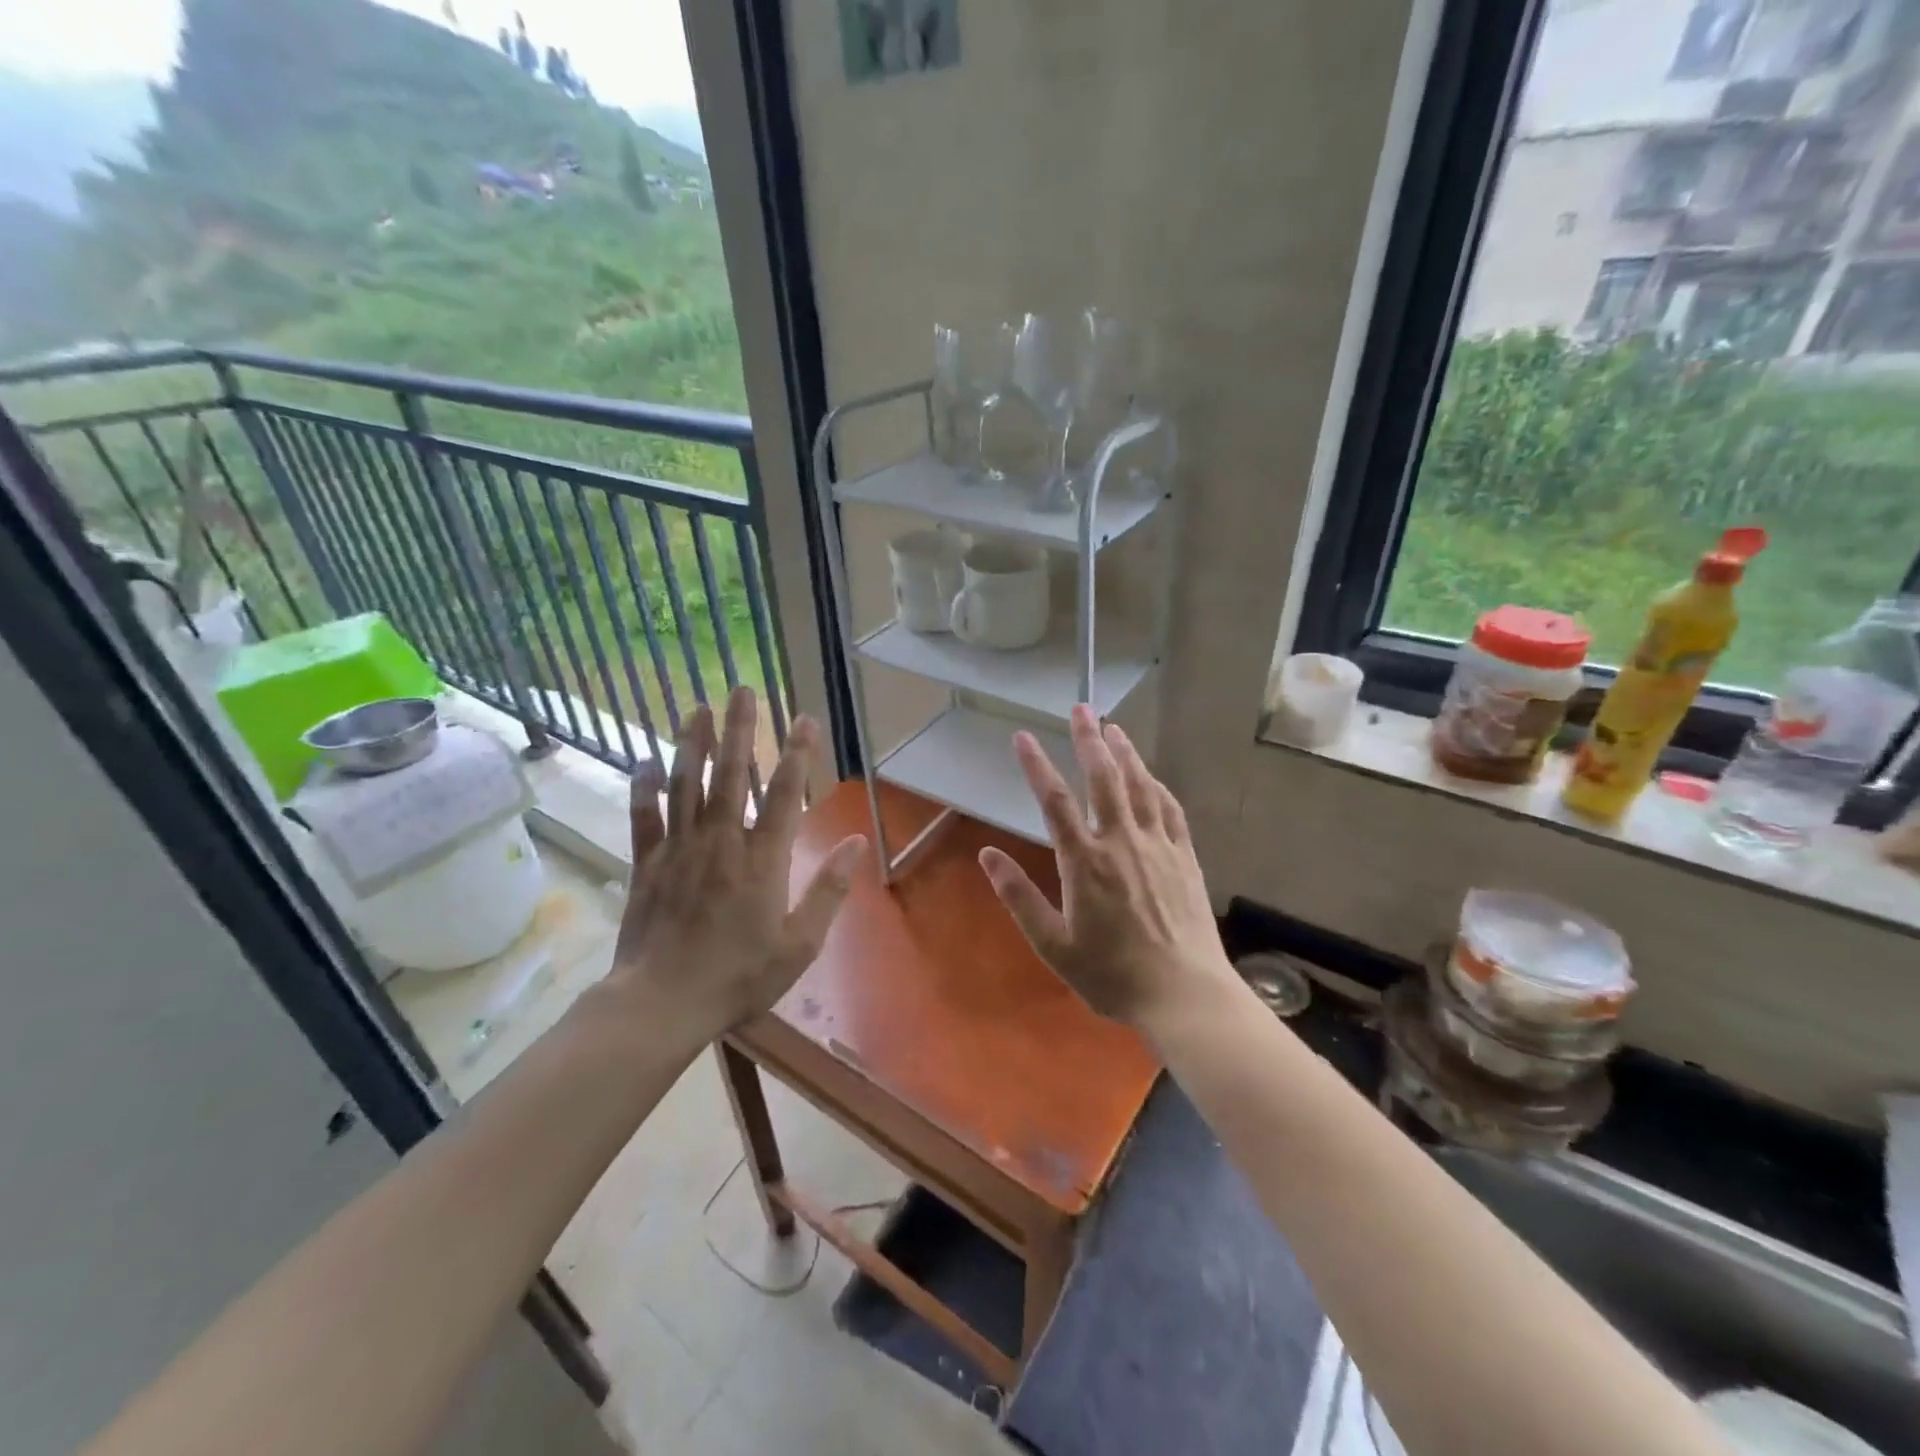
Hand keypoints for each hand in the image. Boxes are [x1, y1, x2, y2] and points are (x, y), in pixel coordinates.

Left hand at [607, 687, 865, 1042]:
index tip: (804, 718)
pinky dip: (643, 789)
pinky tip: (643, 761)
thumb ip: (829, 890)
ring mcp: (679, 850)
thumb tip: (857, 843)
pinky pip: (644, 818)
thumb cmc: (739, 976)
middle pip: (733, 775)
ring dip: (694, 744)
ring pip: (687, 785)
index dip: (797, 753)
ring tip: (698, 708)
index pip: (785, 794)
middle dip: (741, 730)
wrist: (663, 1003)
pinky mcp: (647, 865)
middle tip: (743, 690)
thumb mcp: (800, 944)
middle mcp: (721, 841)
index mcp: (763, 859)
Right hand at [979, 704, 1232, 1030]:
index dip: (1035, 765)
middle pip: (1103, 778)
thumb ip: (1019, 897)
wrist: (1184, 994)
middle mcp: (1121, 842)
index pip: (1053, 801)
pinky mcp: (1184, 856)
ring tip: (1113, 727)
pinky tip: (1149, 775)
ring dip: (1125, 753)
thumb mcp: (1053, 945)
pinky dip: (1156, 785)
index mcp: (1084, 862)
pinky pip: (1169, 809)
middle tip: (1080, 708)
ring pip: (1139, 786)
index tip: (1021, 737)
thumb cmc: (1112, 974)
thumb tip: (987, 855)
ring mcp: (1157, 846)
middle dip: (1089, 740)